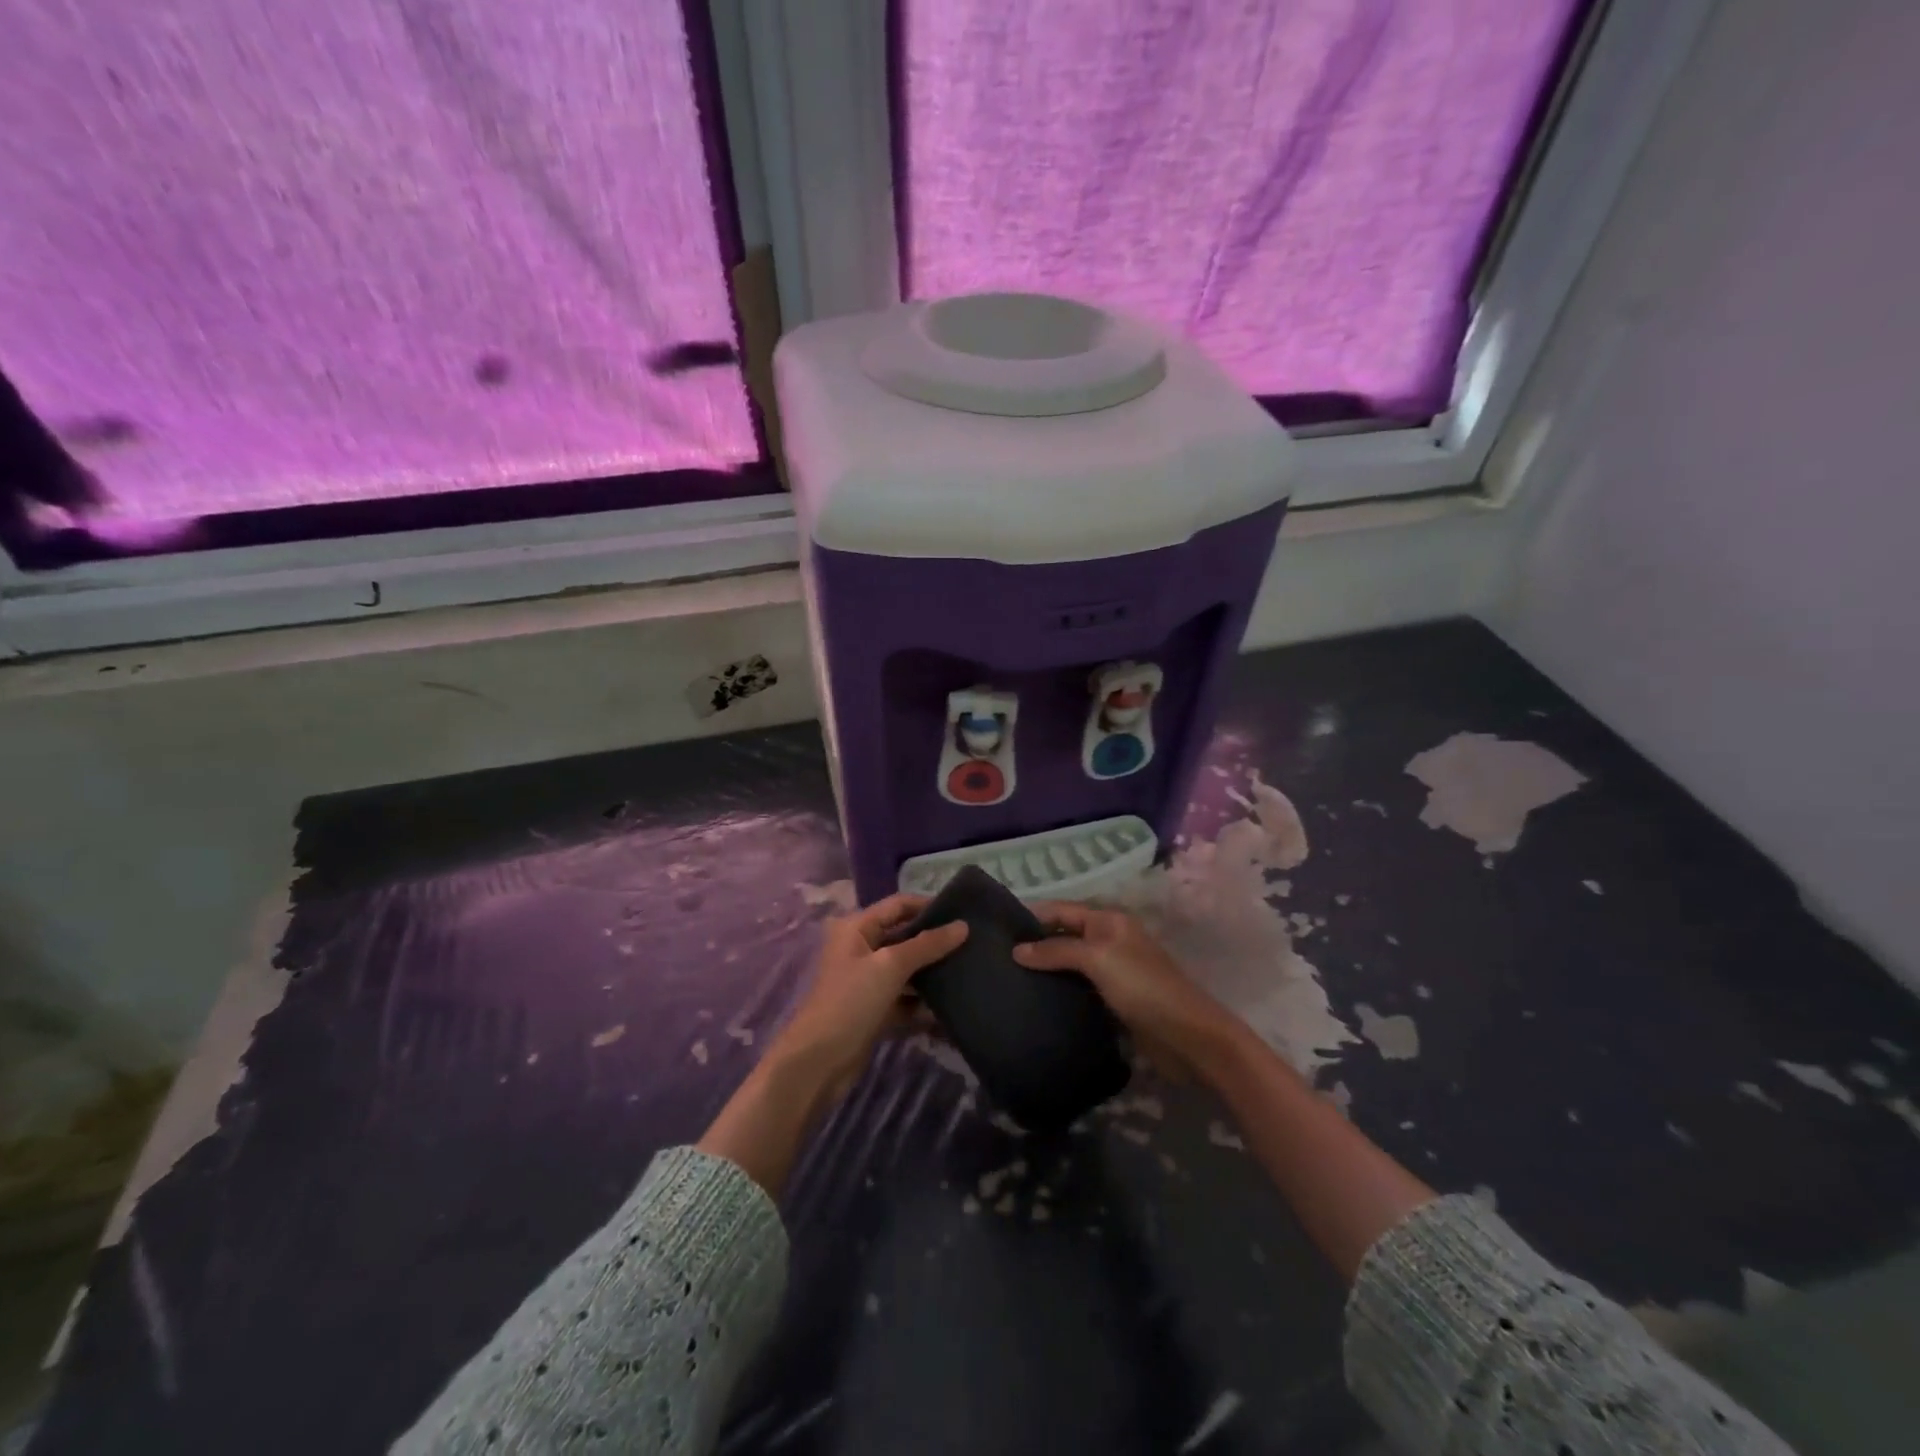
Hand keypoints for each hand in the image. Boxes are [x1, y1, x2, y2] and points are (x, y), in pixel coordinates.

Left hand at [771, 894, 967, 1100]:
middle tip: (973, 944)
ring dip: (933, 974)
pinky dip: (924, 1003)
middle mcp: (861, 949)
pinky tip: (952, 1009)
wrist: (818, 1062)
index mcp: (857, 928)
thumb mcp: (890, 966)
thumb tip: (963, 926)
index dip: (929, 906)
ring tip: (969, 973)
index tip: (964, 913)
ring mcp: (867, 982)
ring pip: (907, 970)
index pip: (899, 905)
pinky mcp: (874, 1010)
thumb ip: (927, 945)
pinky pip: (905, 999)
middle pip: (905, 937)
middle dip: (935, 942)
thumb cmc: (850, 1001)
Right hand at [1013, 902, 1237, 1072]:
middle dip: (1035, 943)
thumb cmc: (1142, 987)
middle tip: (996, 957)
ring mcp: (1113, 971)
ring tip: (1009, 978)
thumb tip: (1016, 950)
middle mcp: (1110, 940)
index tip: (996, 928)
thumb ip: (1056, 950)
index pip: (1061, 909)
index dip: (1032, 915)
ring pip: (1070, 963)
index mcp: (1108, 920)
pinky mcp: (1114, 1001)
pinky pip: (1079, 988)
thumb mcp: (1097, 958)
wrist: (1188, 1037)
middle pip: (1064, 935)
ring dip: (1045, 969)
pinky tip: (1036, 1000)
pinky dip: (1059, 991)